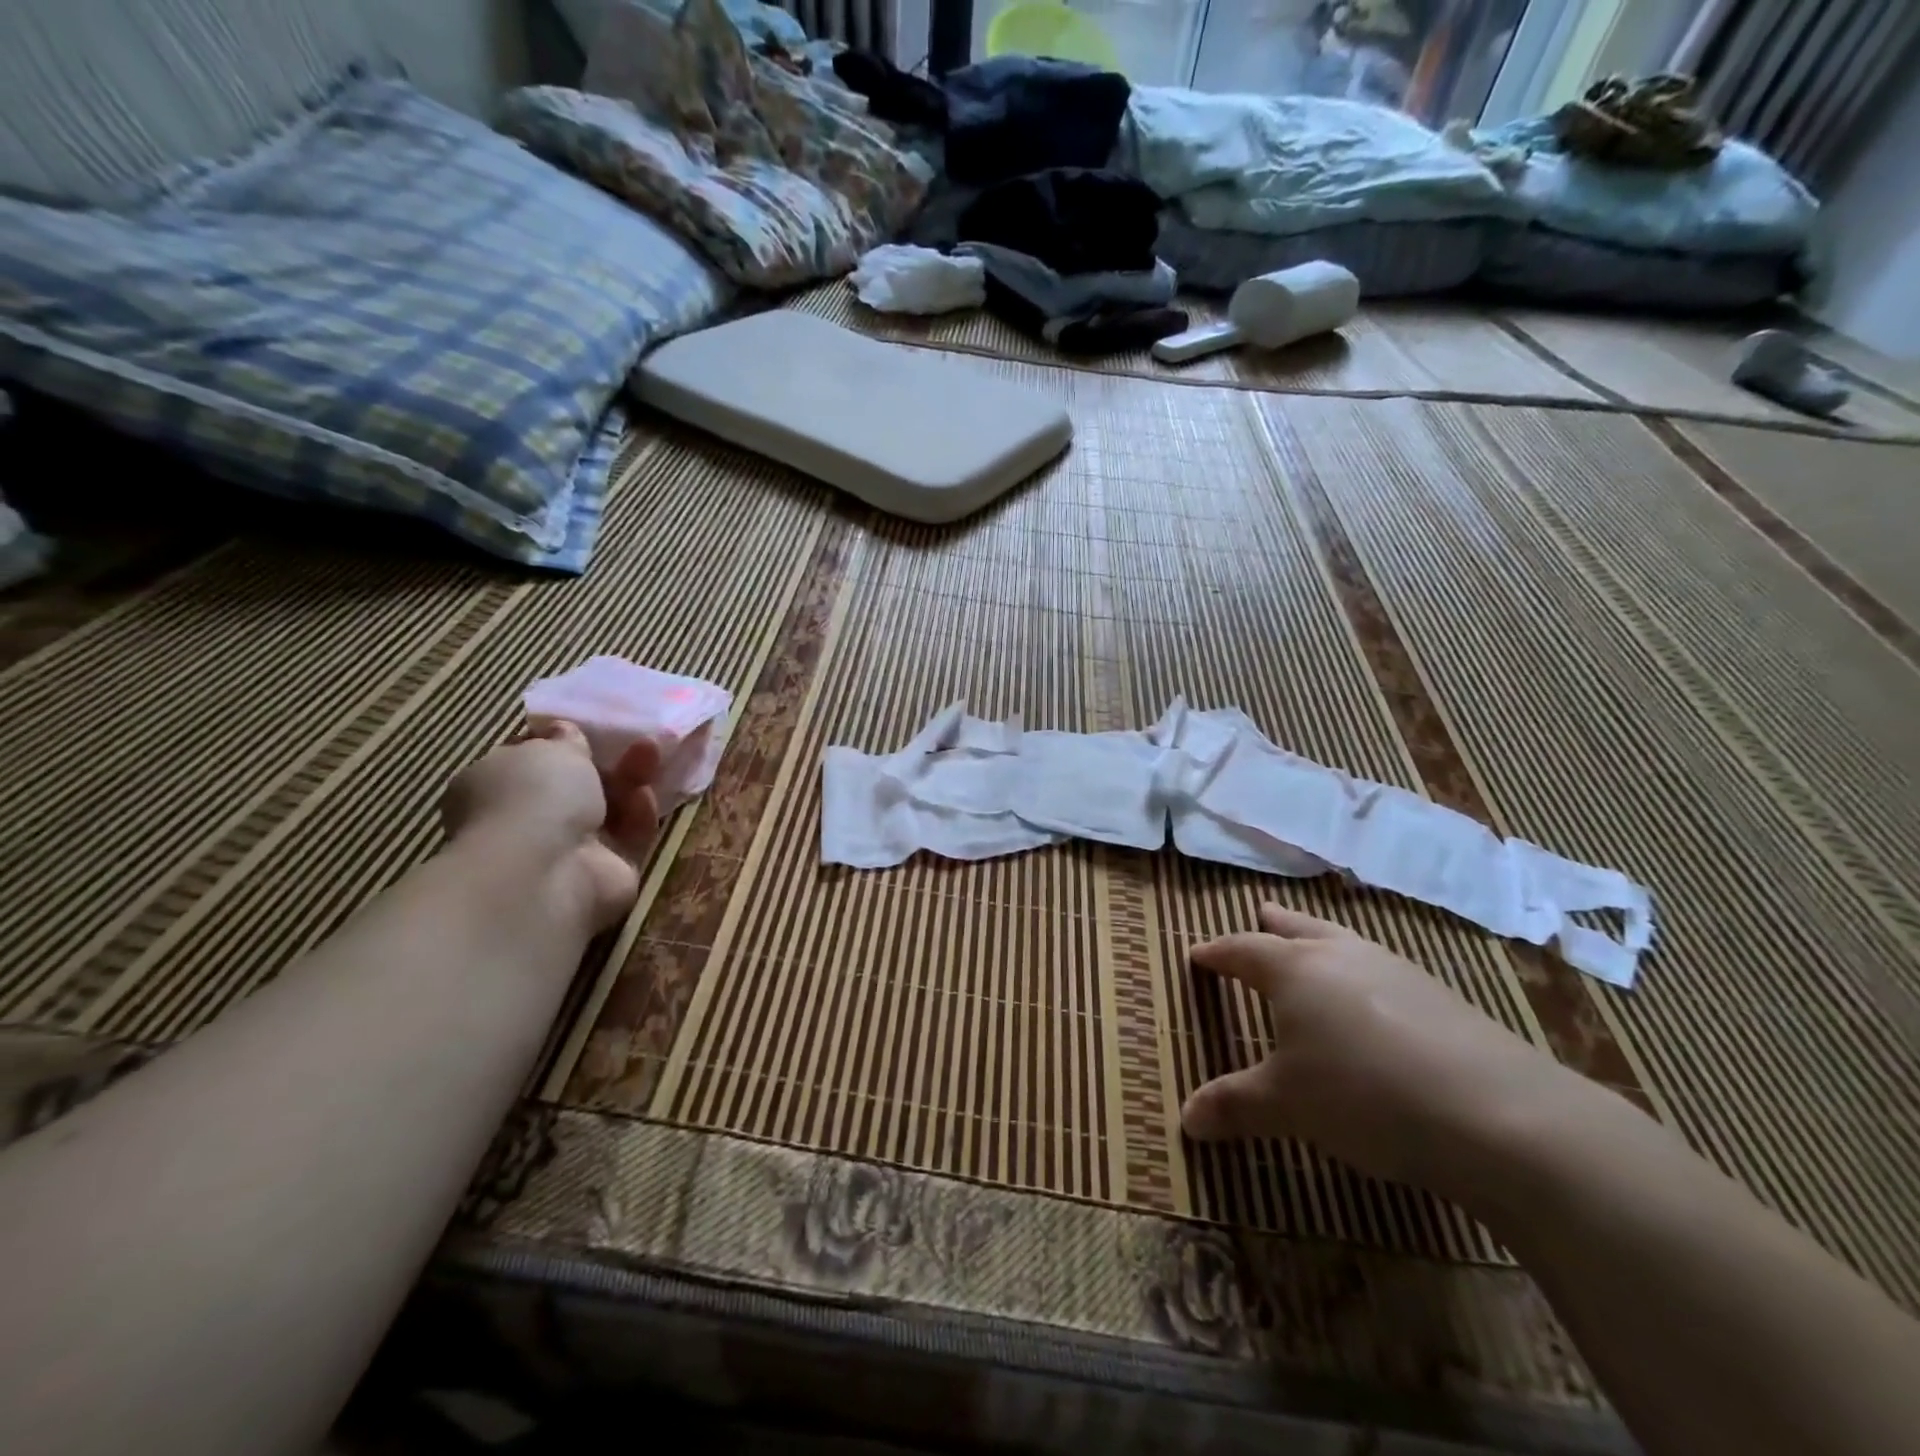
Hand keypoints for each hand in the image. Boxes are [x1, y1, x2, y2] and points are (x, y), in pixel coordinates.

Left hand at [442, 722, 661, 930]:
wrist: (547, 873)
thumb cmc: (534, 797)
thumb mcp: (551, 747)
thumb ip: (565, 738)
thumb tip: (565, 732)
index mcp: (492, 787)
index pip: (527, 761)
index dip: (559, 743)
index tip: (587, 728)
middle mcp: (526, 821)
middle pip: (575, 786)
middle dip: (604, 762)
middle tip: (632, 737)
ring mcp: (566, 851)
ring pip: (607, 809)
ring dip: (629, 781)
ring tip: (650, 752)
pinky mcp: (606, 872)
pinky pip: (628, 836)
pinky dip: (638, 815)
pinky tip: (645, 796)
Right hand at [1182, 904, 1589, 1202]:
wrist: (1499, 1115)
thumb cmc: (1364, 1095)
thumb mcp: (1287, 1106)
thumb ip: (1234, 1105)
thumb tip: (1186, 1121)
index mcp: (1293, 969)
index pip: (1242, 949)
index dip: (1216, 953)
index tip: (1198, 955)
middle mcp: (1340, 955)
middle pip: (1297, 927)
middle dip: (1272, 924)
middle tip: (1260, 916)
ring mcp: (1395, 970)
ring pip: (1344, 941)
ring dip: (1321, 941)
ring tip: (1315, 949)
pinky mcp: (1440, 995)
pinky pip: (1382, 969)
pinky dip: (1362, 972)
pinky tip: (1374, 1002)